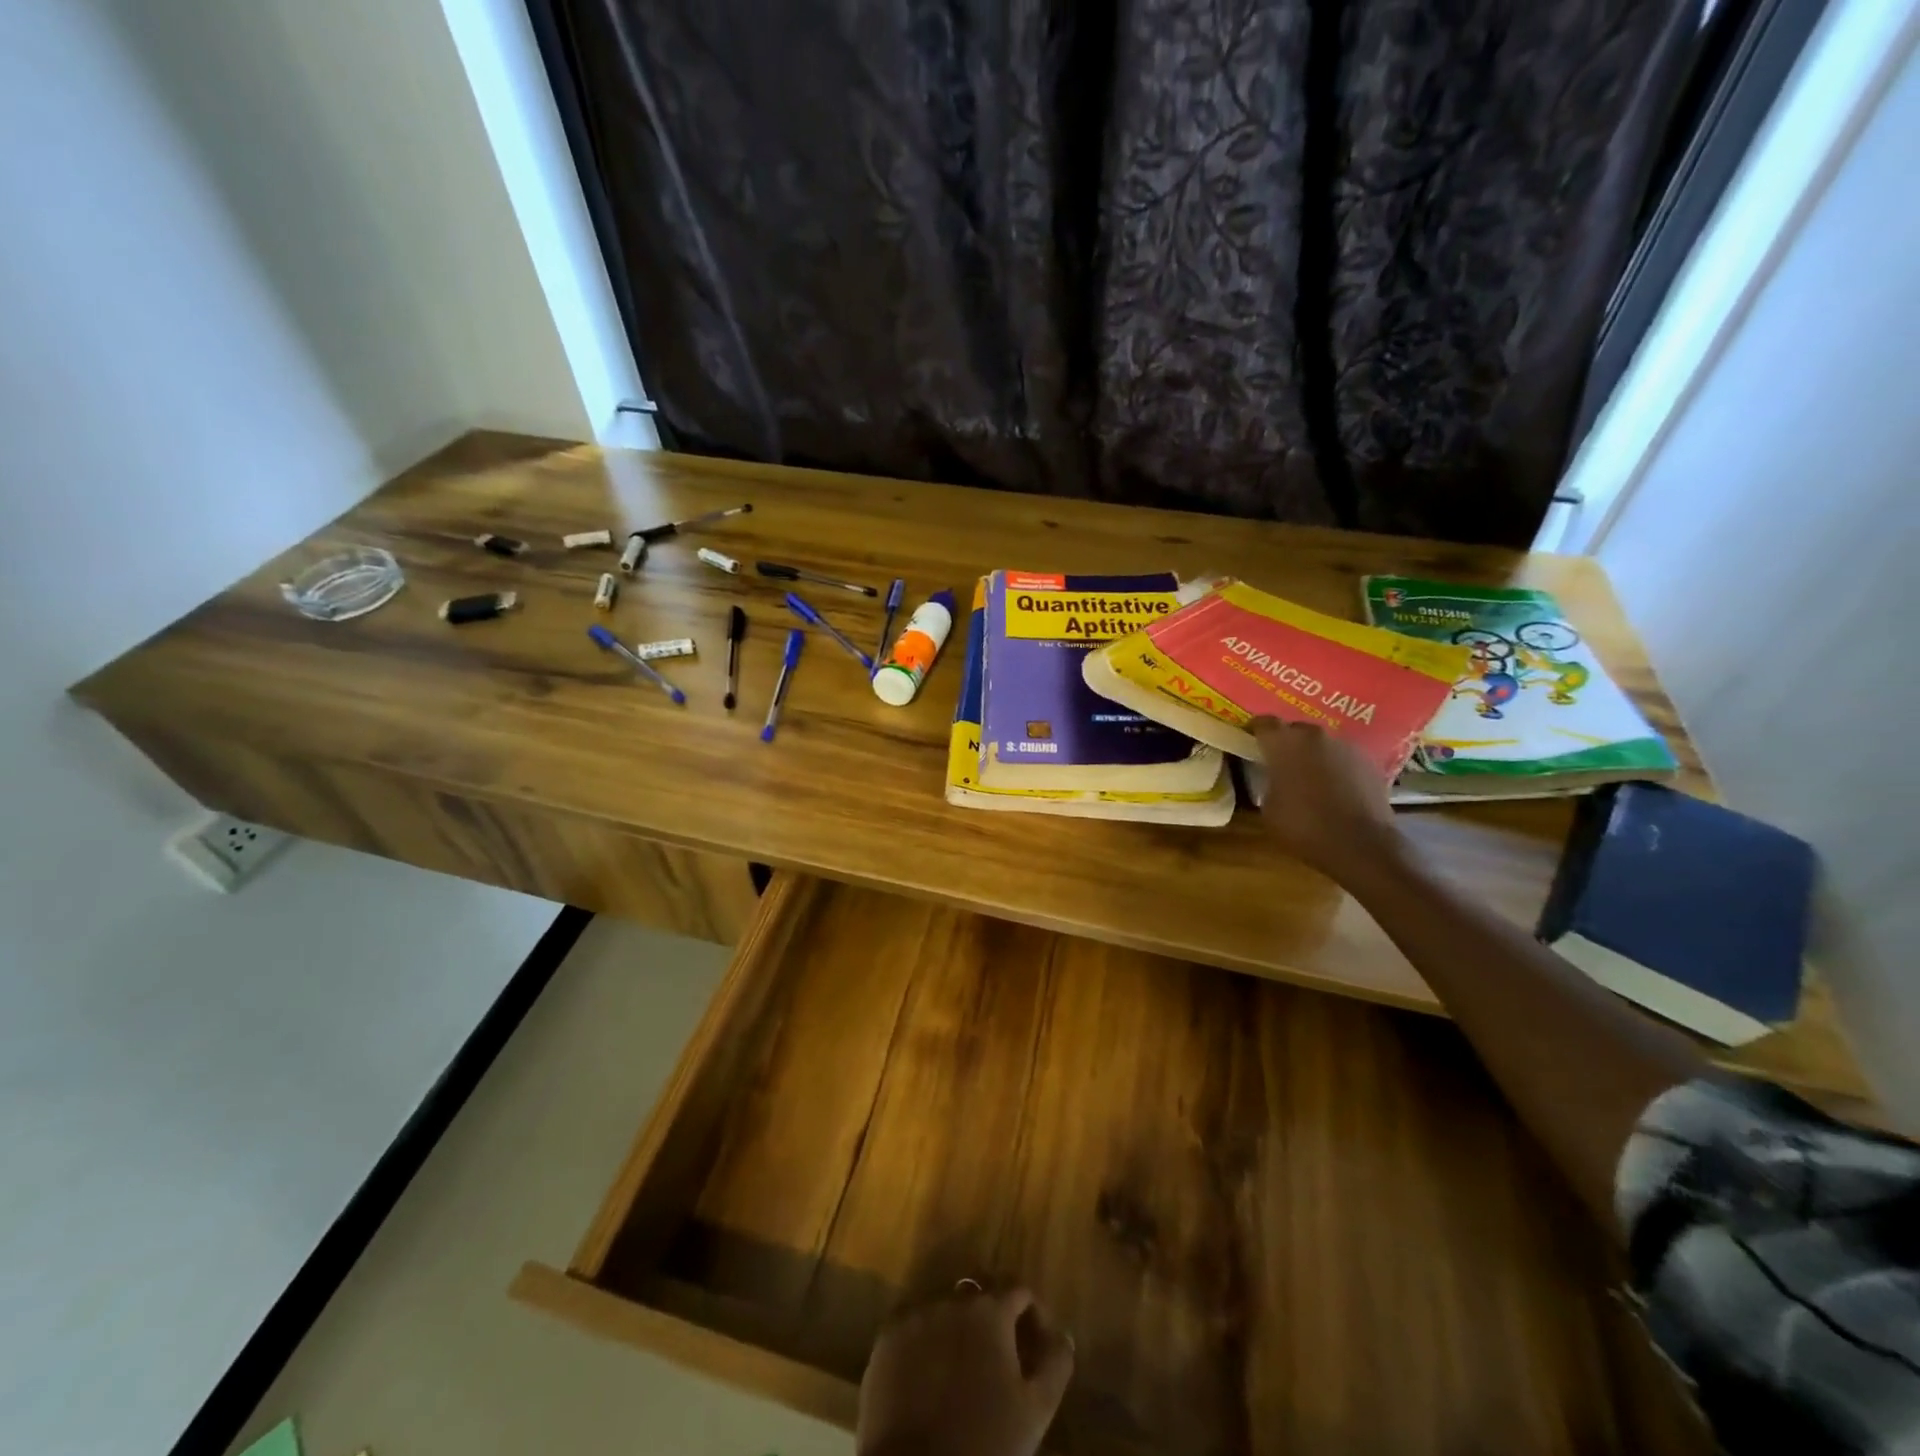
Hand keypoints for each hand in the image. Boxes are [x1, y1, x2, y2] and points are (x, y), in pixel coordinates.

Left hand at [857, 1283, 1074, 1455]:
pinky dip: (927, 1341)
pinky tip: (932, 1376)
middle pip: (980, 1294)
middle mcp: (951, 1299)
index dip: (1033, 1314)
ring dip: (959, 1328)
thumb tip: (1063, 1333)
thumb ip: (1056, 1364)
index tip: (1038, 1346)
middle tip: (1001, 1359)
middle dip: (994, 1318)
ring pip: (945, 1309)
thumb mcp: (1035, 1411)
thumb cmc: (984, 1444)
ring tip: (964, 1370)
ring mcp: (915, 1315)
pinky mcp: (886, 1338)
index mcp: (989, 1310)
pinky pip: (914, 1326)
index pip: (1019, 1290)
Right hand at [1250, 716, 1405, 882]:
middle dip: (1287, 743)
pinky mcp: (1369, 762)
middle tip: (1280, 763)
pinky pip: (1343, 758)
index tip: (1250, 739)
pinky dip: (1336, 768)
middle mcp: (1315, 736)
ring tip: (1310, 778)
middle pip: (1295, 730)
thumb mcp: (1269, 808)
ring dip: (1313, 755)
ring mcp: (1346, 747)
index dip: (1255, 729)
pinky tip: (1335, 789)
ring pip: (1322, 744)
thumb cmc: (1304, 826)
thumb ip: (1269, 783)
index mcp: (1284, 743)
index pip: (1264, 722)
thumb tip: (1276, 779)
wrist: (1361, 845)